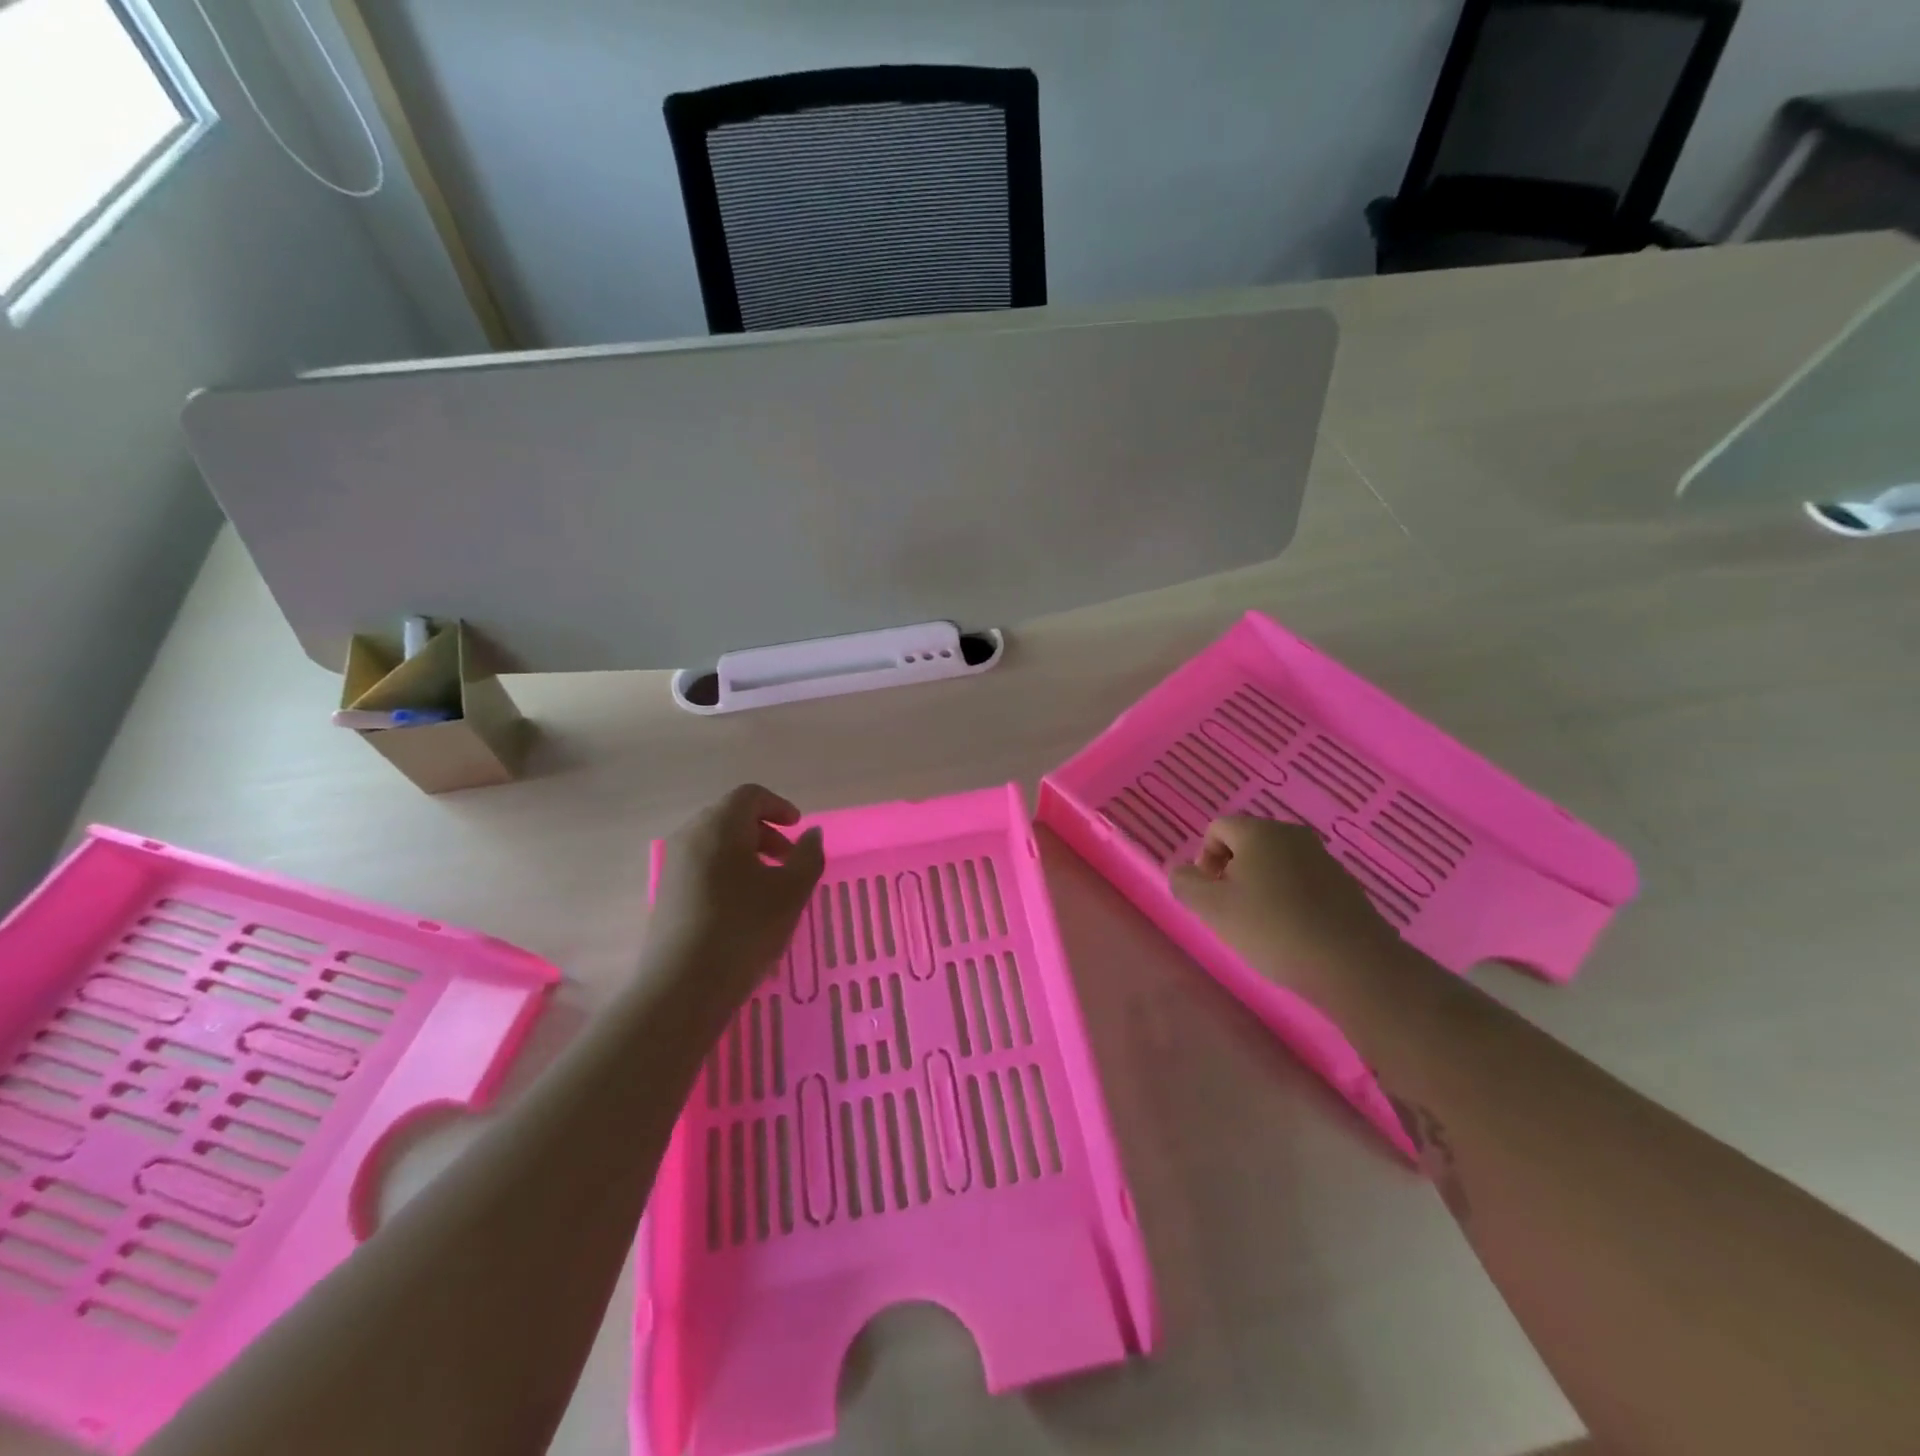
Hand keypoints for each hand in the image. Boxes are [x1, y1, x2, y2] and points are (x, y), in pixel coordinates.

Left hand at [646, 784, 824, 1006]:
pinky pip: (701, 865)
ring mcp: (673, 865)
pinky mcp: (666, 893)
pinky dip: (726, 871)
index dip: (779, 806)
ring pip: (715, 843)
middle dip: (764, 831)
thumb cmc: (744, 929)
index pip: (750, 795)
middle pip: (730, 816)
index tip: (798, 829)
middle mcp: (691, 836)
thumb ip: (808, 856)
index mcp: (720, 825)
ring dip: (746, 853)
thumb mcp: (791, 892)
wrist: (682, 987)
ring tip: (768, 886)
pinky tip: (742, 906)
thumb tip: (812, 833)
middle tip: (787, 859)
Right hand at [1170, 816, 1395, 997]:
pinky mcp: (1345, 884)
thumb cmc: (1272, 929)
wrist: (1353, 965)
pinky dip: (1290, 899)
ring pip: (1276, 864)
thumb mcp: (1212, 909)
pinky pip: (1303, 882)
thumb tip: (1184, 872)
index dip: (1205, 860)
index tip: (1213, 895)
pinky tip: (1294, 932)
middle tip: (1233, 912)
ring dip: (1261, 887)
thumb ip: (1186, 884)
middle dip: (1233, 873)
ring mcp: (1323, 858)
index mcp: (1258, 832)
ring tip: (1263, 926)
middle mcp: (1292, 834)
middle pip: (1247, 844)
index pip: (1217, 829)